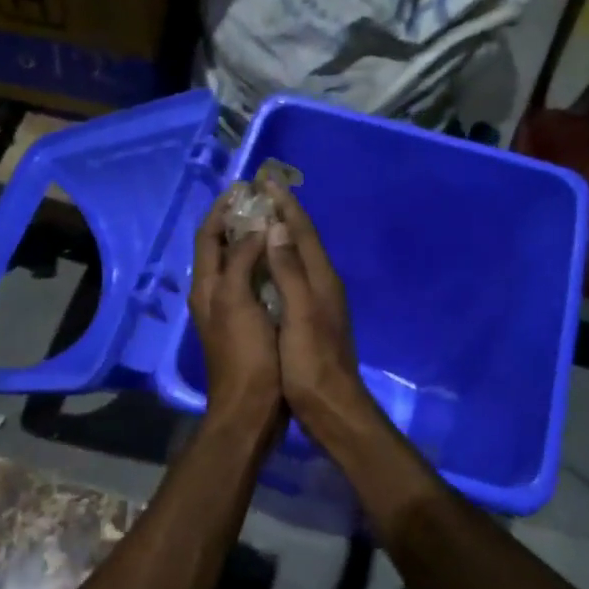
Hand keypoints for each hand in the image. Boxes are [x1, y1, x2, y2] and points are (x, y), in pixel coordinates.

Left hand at [189, 188, 281, 429]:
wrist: (251, 407)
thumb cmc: (245, 354)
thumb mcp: (238, 302)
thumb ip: (242, 262)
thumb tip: (255, 229)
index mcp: (206, 286)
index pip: (208, 236)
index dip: (221, 210)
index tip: (243, 188)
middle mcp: (212, 293)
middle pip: (220, 247)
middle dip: (237, 221)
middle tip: (262, 201)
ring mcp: (229, 310)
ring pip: (236, 265)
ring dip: (250, 241)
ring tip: (275, 222)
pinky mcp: (247, 323)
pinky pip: (251, 283)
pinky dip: (262, 265)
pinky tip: (282, 261)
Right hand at [262, 185, 377, 439]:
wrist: (330, 407)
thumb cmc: (310, 362)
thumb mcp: (300, 314)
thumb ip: (290, 271)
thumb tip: (276, 228)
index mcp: (321, 279)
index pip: (302, 232)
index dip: (284, 205)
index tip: (265, 181)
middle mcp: (323, 284)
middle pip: (302, 240)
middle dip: (282, 214)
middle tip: (260, 193)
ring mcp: (318, 302)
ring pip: (298, 258)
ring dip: (280, 236)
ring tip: (259, 220)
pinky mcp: (310, 318)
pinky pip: (292, 276)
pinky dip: (277, 262)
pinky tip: (265, 267)